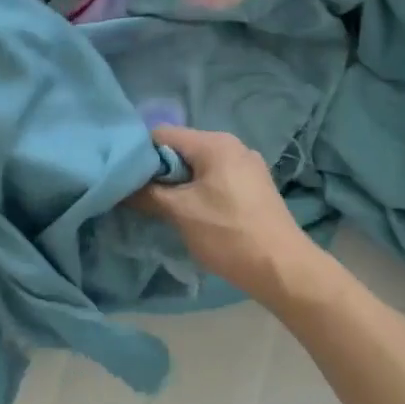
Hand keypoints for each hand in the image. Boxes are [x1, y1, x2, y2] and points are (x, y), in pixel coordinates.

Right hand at [130, 126, 318, 303]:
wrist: (283, 268)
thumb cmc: (228, 234)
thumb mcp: (180, 212)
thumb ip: (147, 193)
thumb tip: (121, 187)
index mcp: (215, 143)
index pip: (162, 135)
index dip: (140, 154)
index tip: (126, 179)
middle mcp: (233, 146)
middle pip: (181, 149)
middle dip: (159, 172)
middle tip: (140, 196)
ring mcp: (247, 166)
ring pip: (198, 167)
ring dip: (178, 185)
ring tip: (163, 208)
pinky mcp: (254, 187)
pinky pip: (216, 179)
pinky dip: (199, 192)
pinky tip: (192, 214)